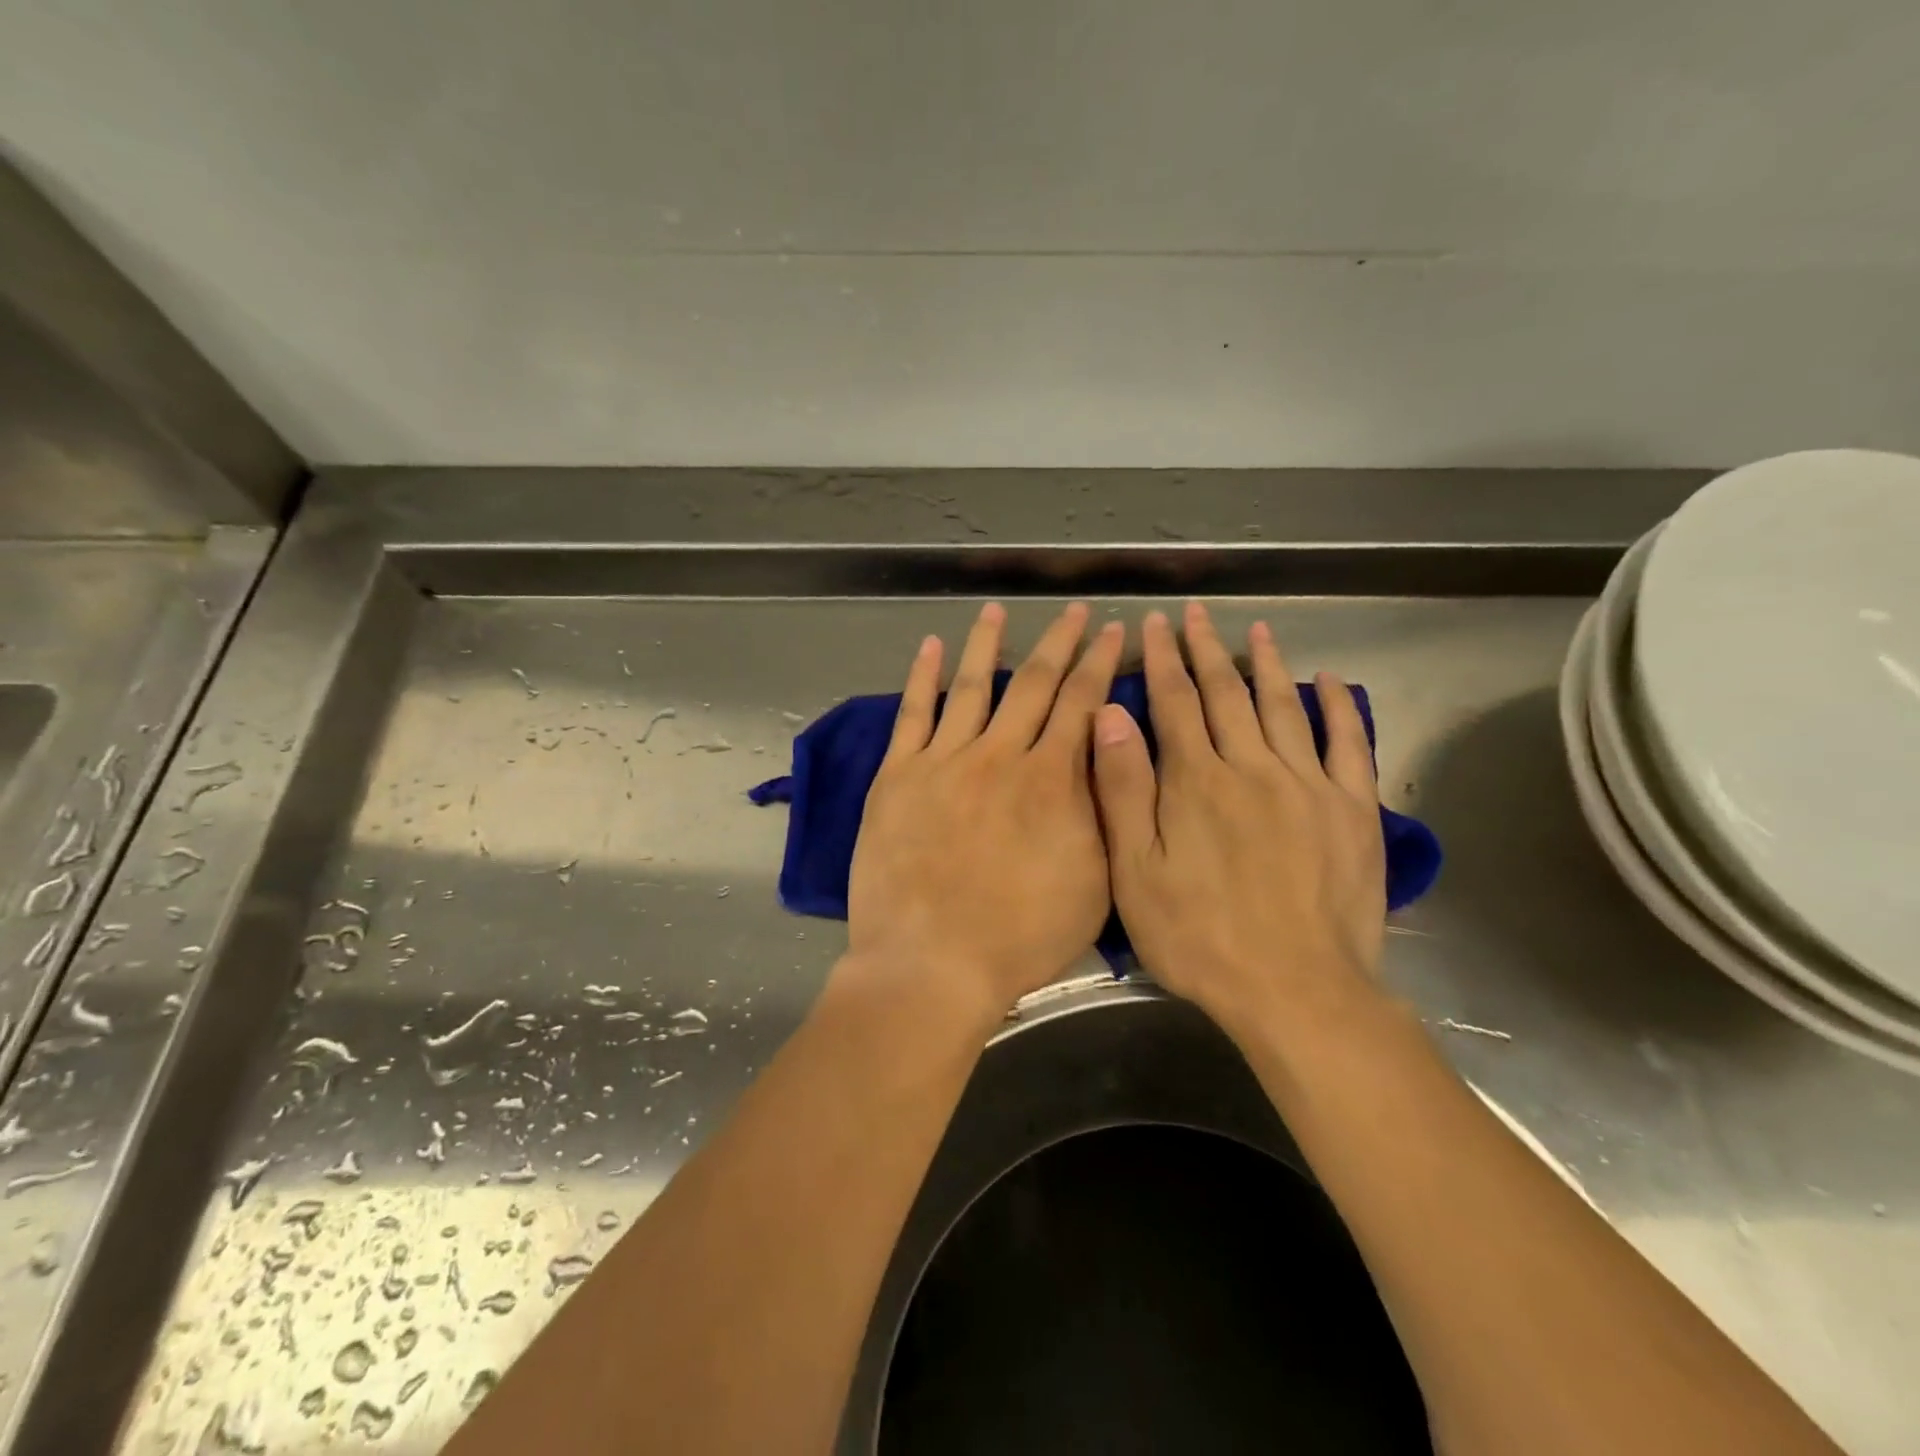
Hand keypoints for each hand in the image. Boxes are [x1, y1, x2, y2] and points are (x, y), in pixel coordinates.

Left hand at [844, 601, 1123, 1021]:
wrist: (931, 963)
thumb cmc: (1020, 936)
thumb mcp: (1092, 881)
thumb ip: (1100, 809)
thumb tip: (1102, 749)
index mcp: (1050, 778)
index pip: (1082, 703)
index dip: (1101, 662)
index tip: (1115, 631)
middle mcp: (999, 755)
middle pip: (1034, 683)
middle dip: (1060, 641)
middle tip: (1075, 610)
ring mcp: (943, 761)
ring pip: (970, 685)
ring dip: (987, 643)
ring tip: (997, 609)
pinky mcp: (898, 776)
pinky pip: (913, 714)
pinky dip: (922, 677)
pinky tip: (929, 647)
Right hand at [1091, 603, 1386, 1036]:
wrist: (1296, 991)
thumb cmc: (1200, 937)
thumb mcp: (1136, 871)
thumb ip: (1123, 789)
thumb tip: (1109, 715)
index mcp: (1196, 781)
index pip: (1173, 703)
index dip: (1161, 660)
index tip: (1153, 623)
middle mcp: (1252, 767)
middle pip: (1225, 695)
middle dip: (1205, 650)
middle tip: (1194, 613)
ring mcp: (1308, 785)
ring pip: (1282, 707)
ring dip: (1265, 665)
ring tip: (1256, 631)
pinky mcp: (1352, 810)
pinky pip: (1348, 744)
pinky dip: (1339, 708)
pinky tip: (1329, 682)